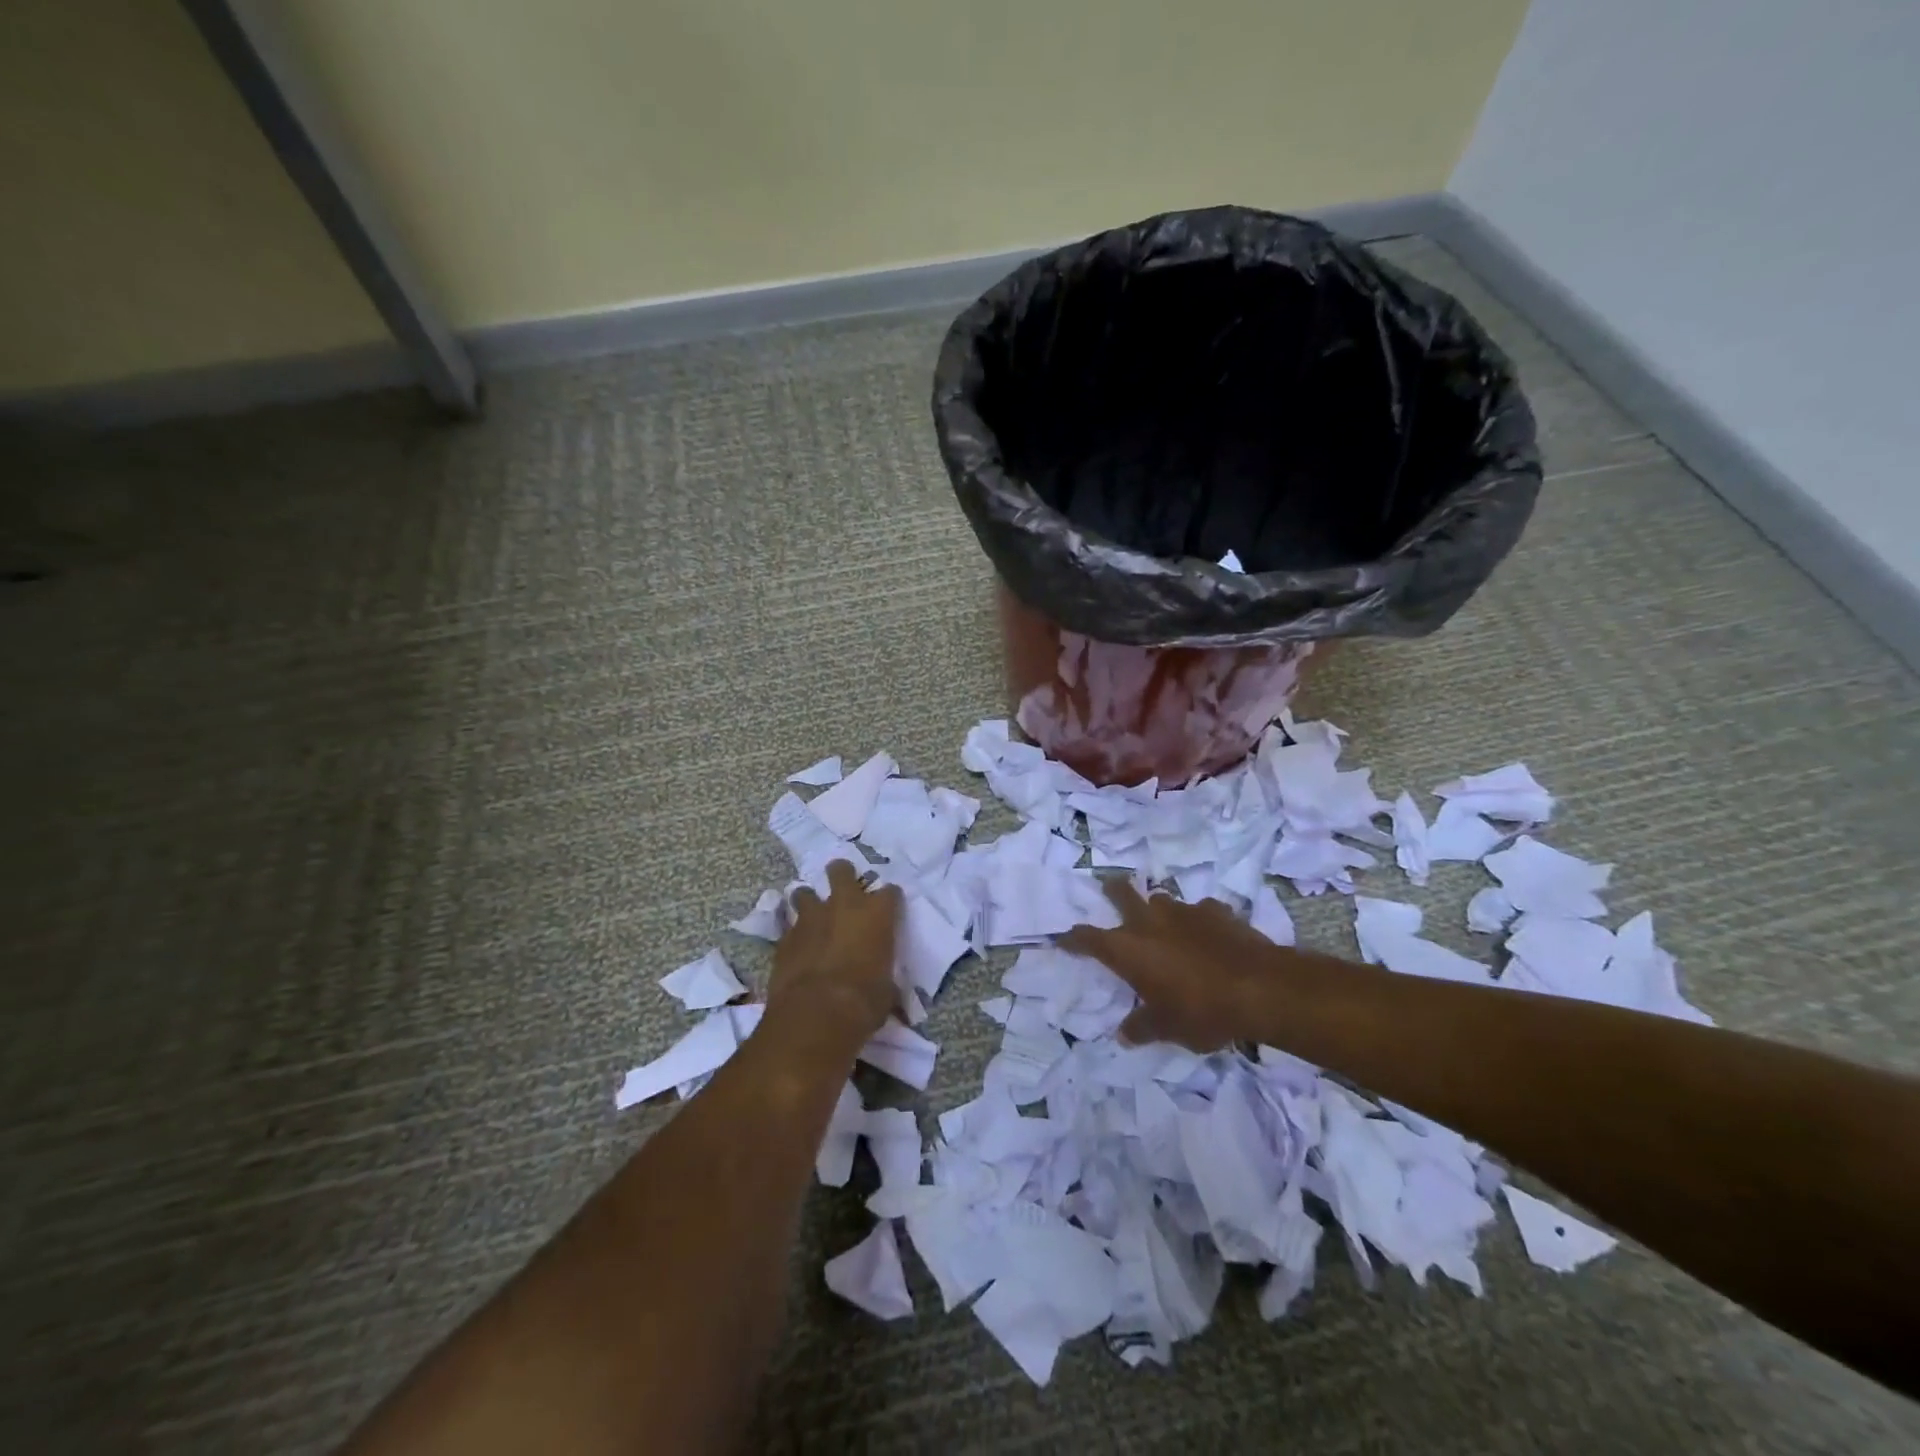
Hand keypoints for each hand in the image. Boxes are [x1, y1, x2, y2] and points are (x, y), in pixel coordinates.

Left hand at [769, 860, 902, 1046]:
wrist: (816, 1013)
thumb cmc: (864, 1001)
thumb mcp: (886, 991)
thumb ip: (884, 978)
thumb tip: (885, 989)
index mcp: (877, 914)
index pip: (890, 892)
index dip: (889, 900)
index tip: (889, 909)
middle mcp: (844, 906)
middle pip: (841, 871)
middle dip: (841, 874)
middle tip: (843, 888)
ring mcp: (811, 918)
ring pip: (805, 893)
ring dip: (809, 902)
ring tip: (813, 917)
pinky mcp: (785, 938)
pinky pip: (790, 927)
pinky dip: (795, 935)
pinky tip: (797, 949)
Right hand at [1061, 880, 1289, 1050]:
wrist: (1260, 988)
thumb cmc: (1201, 1010)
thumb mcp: (1167, 1029)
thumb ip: (1141, 1028)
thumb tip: (1124, 1035)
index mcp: (1127, 949)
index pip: (1087, 938)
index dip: (1073, 939)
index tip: (1063, 938)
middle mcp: (1149, 921)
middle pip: (1120, 892)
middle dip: (1112, 890)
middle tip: (1109, 888)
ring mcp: (1184, 911)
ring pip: (1161, 900)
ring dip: (1159, 910)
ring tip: (1166, 925)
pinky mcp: (1216, 911)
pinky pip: (1201, 911)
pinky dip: (1199, 921)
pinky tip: (1209, 935)